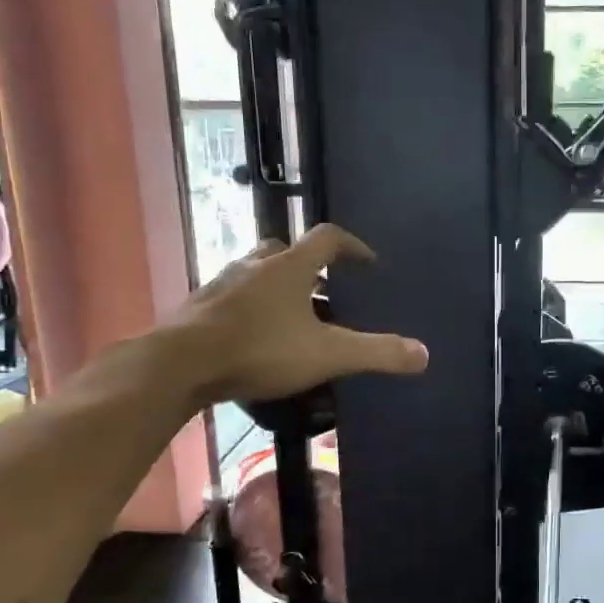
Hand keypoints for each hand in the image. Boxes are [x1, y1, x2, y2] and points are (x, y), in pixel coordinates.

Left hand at [174, 225, 428, 404]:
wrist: (179, 365)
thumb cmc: (260, 350)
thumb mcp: (327, 355)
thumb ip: (376, 353)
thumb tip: (424, 354)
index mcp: (289, 266)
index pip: (328, 238)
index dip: (352, 246)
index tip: (368, 263)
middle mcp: (254, 265)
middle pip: (286, 250)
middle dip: (310, 266)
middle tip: (327, 291)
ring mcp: (222, 284)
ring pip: (256, 273)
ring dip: (277, 287)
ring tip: (292, 318)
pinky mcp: (199, 307)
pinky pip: (233, 298)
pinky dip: (250, 309)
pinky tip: (254, 338)